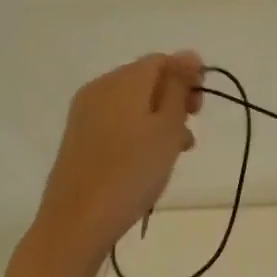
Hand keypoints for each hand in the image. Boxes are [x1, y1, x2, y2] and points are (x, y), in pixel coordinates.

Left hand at [33, 51, 203, 266]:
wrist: (77, 222)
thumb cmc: (132, 172)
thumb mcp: (167, 127)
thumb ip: (179, 87)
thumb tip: (189, 54)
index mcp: (124, 80)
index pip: (162, 60)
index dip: (187, 77)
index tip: (200, 109)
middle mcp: (100, 88)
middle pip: (145, 79)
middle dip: (173, 99)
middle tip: (189, 131)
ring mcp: (85, 112)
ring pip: (132, 102)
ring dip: (158, 118)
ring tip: (175, 151)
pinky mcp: (78, 137)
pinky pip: (116, 120)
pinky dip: (137, 131)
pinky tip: (148, 159)